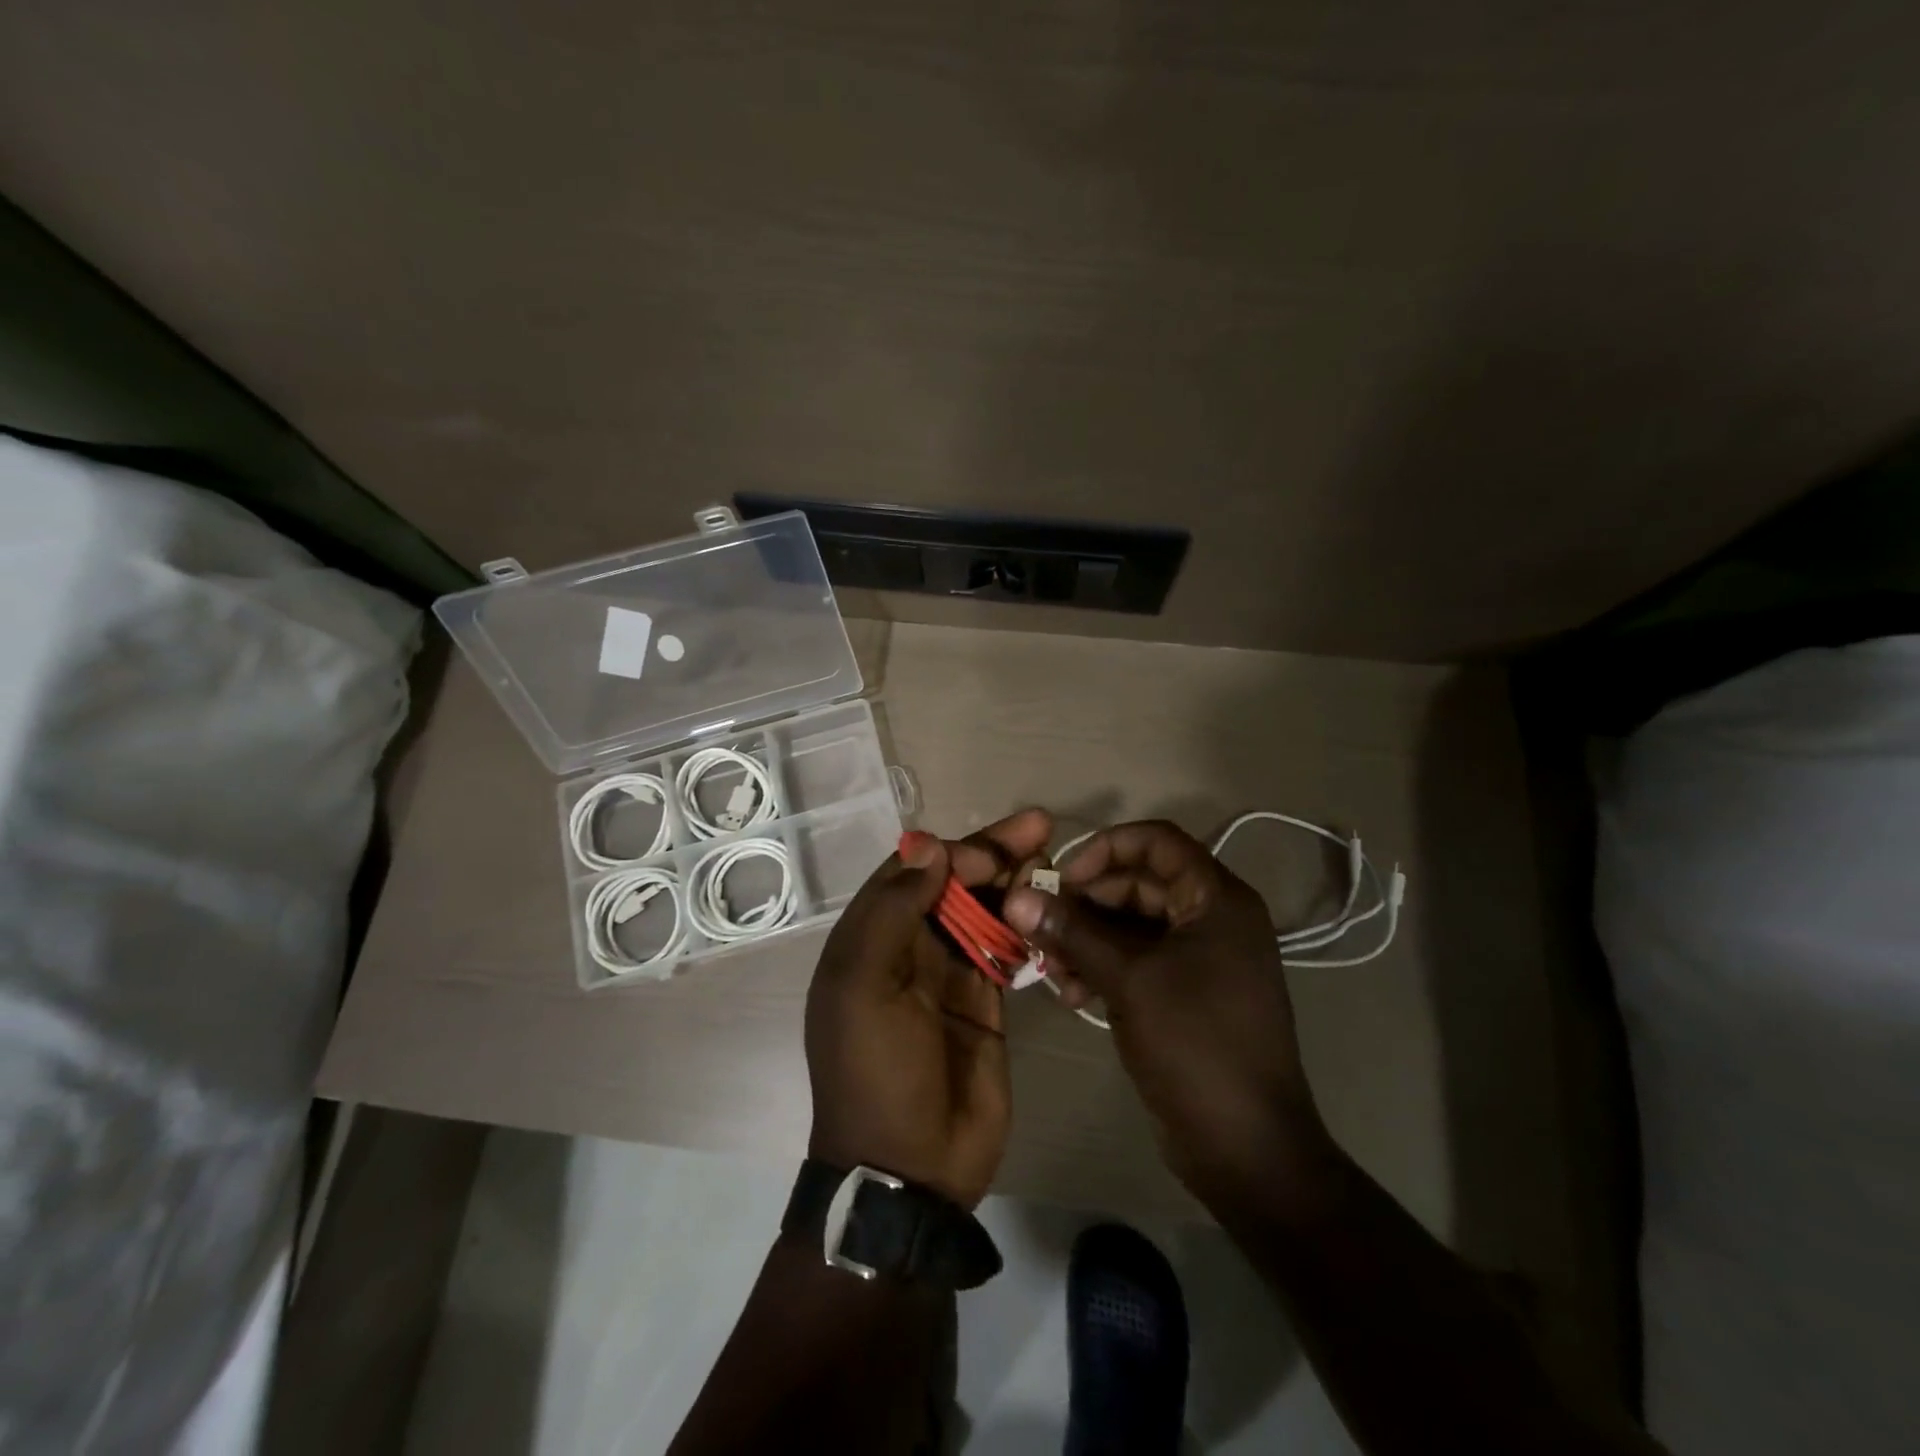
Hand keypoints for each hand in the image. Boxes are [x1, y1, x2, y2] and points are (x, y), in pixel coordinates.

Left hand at [805, 807, 1052, 1209]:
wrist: (910, 1169)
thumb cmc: (876, 1071)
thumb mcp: (863, 987)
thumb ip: (892, 912)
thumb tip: (928, 847)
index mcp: (870, 939)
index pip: (911, 872)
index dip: (950, 853)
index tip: (990, 852)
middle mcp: (907, 948)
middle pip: (952, 884)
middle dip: (991, 854)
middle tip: (1039, 828)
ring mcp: (948, 974)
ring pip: (982, 910)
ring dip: (1012, 881)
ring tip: (1050, 857)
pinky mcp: (986, 1001)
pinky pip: (1005, 948)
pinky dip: (1024, 923)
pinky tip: (1049, 904)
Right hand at [1003, 820, 1333, 1202]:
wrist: (1246, 1147)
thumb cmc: (1195, 1045)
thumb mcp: (1129, 980)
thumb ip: (1072, 932)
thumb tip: (1016, 896)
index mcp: (1217, 899)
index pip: (1157, 841)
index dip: (1106, 848)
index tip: (1063, 878)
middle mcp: (1213, 918)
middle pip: (1139, 883)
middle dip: (1086, 903)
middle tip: (1042, 928)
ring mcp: (1201, 958)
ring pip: (1132, 924)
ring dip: (1088, 939)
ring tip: (1051, 968)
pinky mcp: (1186, 992)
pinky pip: (1138, 960)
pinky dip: (1104, 967)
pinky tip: (1072, 993)